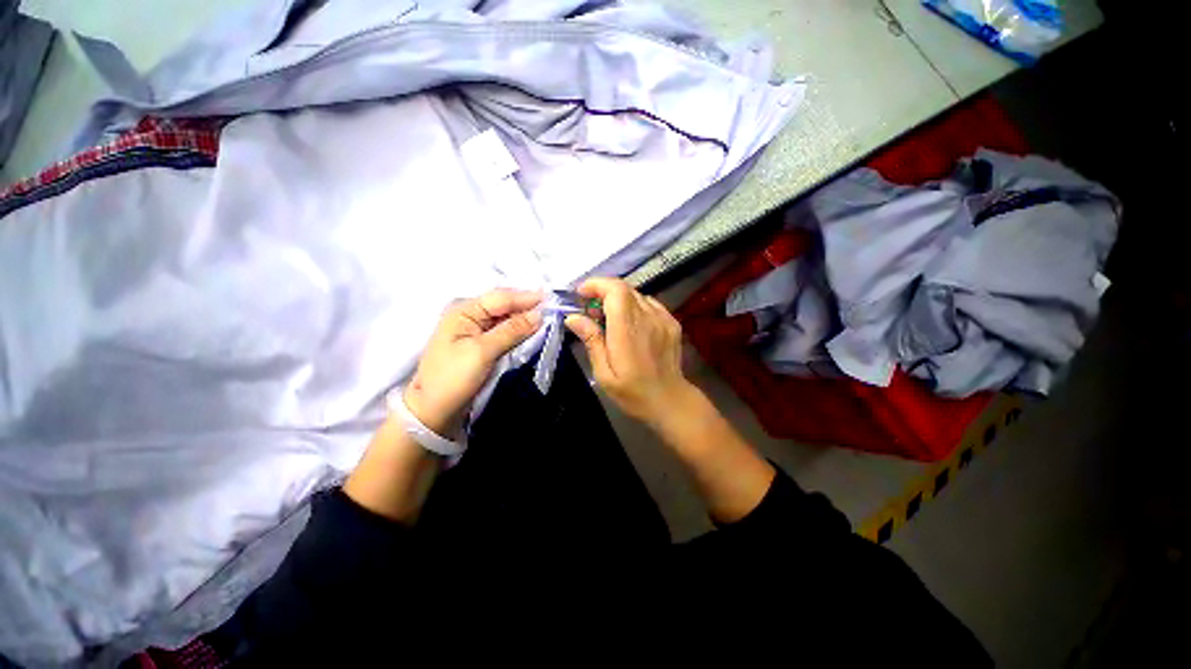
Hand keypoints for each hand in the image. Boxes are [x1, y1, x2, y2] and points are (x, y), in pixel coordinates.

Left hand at [405, 289, 541, 433]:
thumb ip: (512, 330)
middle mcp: (470, 315)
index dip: (527, 298)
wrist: (433, 411)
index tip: (553, 300)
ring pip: (507, 318)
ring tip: (550, 319)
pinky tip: (533, 331)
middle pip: (505, 305)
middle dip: (528, 307)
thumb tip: (539, 315)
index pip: (502, 297)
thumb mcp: (483, 352)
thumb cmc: (453, 378)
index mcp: (465, 310)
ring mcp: (476, 329)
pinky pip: (505, 331)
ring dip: (526, 319)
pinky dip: (519, 331)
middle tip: (555, 310)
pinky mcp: (482, 344)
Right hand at [564, 278, 696, 428]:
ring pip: (636, 294)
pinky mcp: (671, 322)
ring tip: (608, 319)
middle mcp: (648, 318)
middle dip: (603, 292)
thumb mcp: (604, 373)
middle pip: (624, 288)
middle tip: (590, 311)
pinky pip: (649, 303)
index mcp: (628, 330)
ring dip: (618, 299)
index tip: (581, 294)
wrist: (670, 401)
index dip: (596, 285)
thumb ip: (591, 341)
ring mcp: (663, 318)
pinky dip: (634, 306)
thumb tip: (573, 317)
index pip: (615, 290)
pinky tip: (629, 323)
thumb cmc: (633, 393)